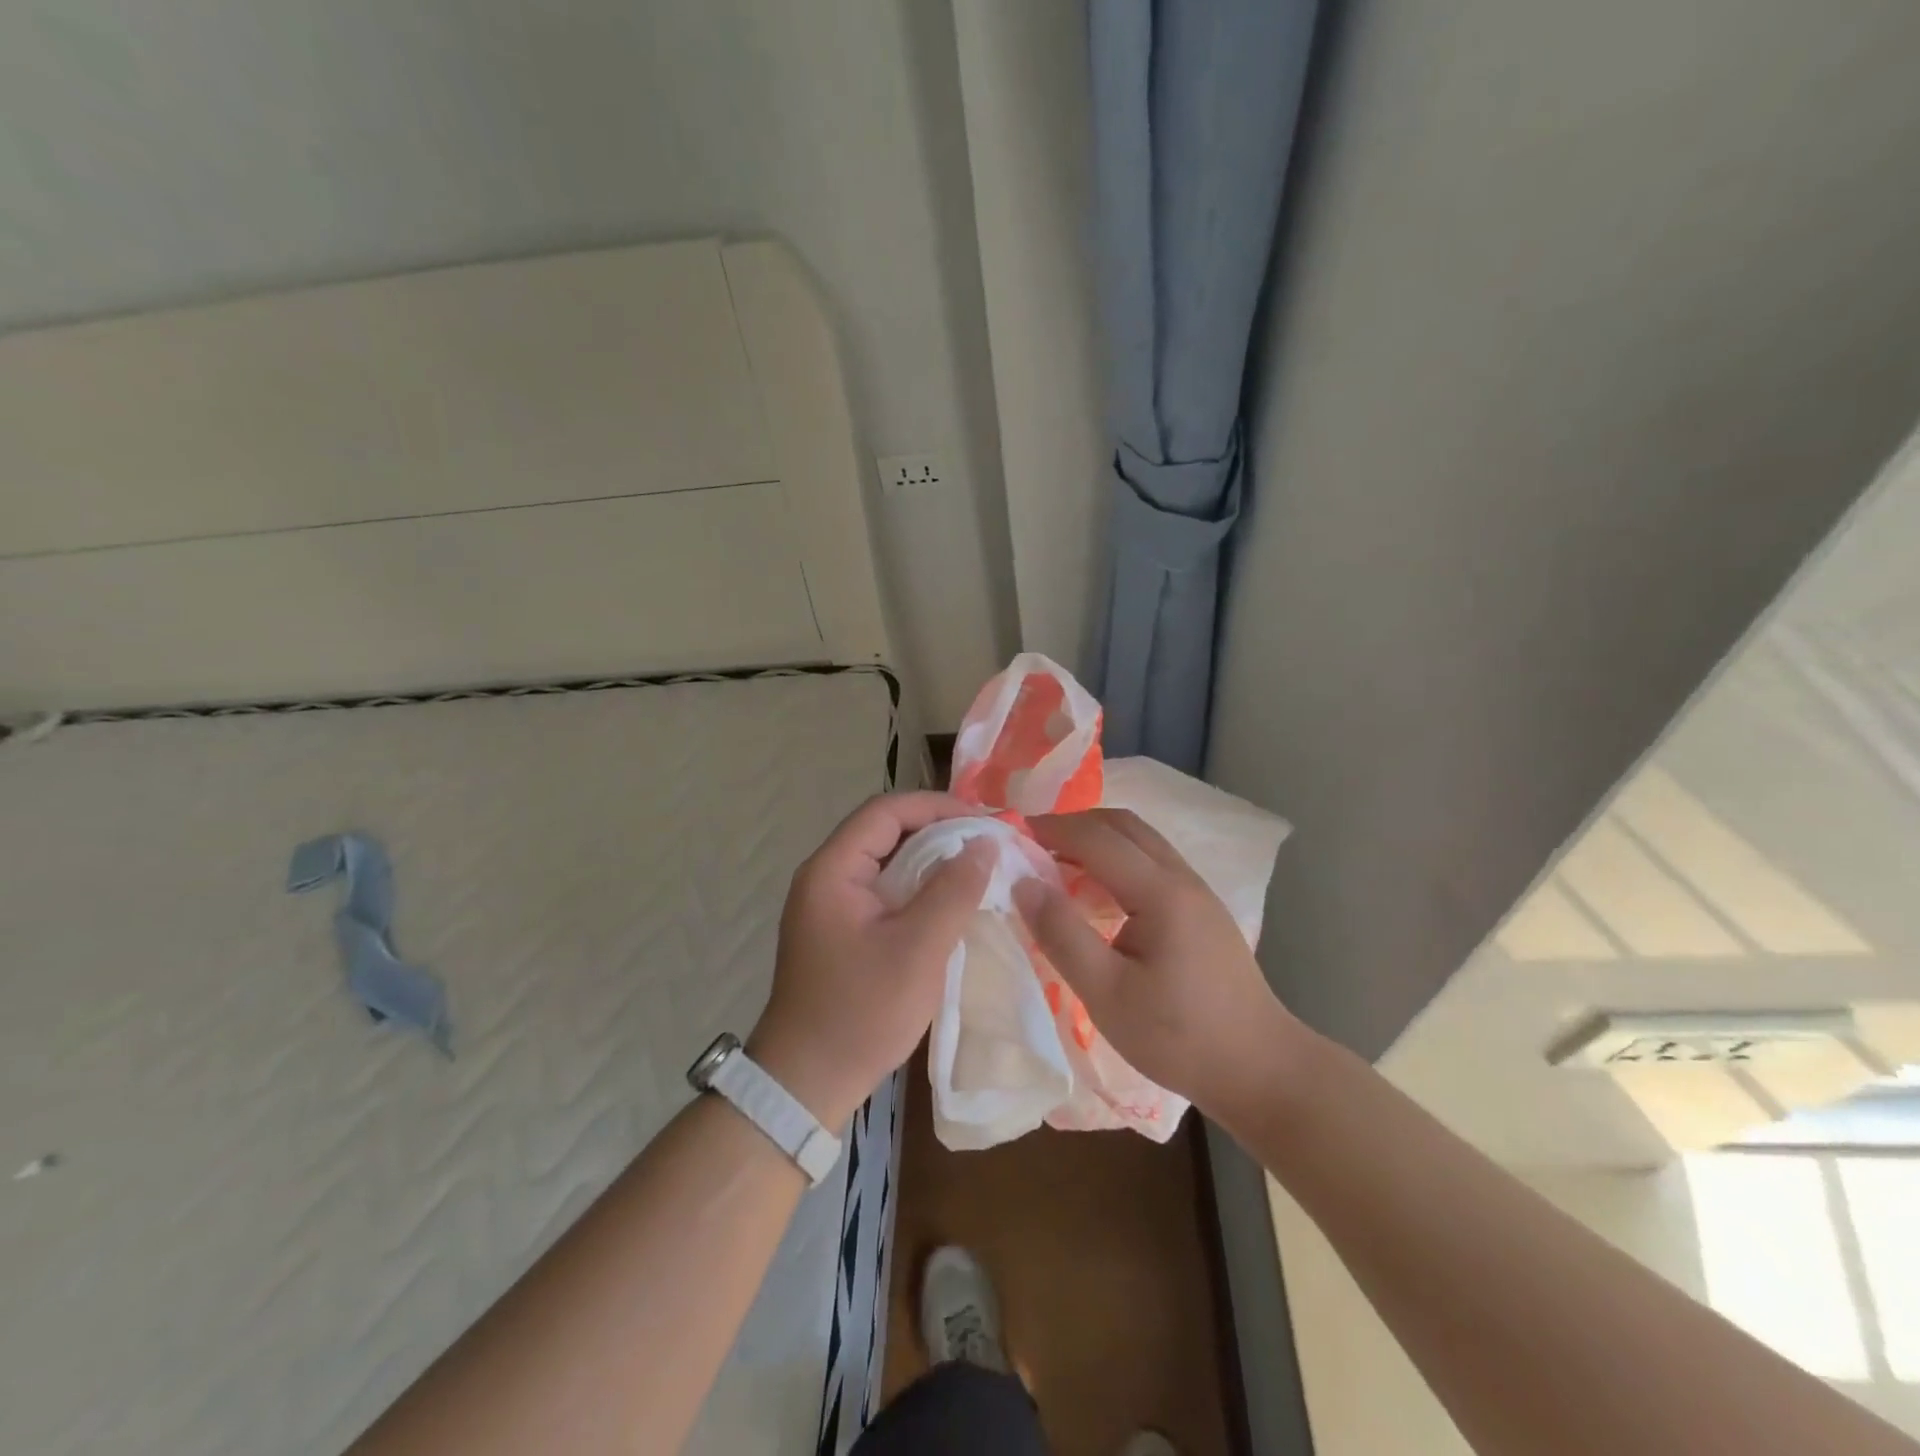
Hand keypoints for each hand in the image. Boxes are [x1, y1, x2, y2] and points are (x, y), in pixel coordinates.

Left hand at [750, 792, 991, 1126]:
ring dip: (931, 861)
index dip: (937, 807)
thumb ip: (952, 891)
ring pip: (887, 862)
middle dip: (938, 831)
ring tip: (978, 868)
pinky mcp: (841, 930)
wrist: (807, 1083)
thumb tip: (984, 844)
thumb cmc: (861, 1012)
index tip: (985, 822)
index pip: (886, 811)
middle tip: (988, 843)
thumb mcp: (917, 949)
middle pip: (885, 832)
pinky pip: (884, 891)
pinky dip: (918, 888)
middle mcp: (825, 877)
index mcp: (832, 870)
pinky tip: (950, 902)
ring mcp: (830, 905)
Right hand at [1012, 808, 1293, 1118]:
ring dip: (1097, 839)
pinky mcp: (1202, 910)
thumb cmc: (1178, 1037)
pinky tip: (1097, 893)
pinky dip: (1116, 859)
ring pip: (1141, 841)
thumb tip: (1023, 883)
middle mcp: (1182, 878)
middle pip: (1123, 825)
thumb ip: (1062, 935)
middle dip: (1074, 825)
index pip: (1097, 838)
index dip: (1052, 829)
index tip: (1012, 833)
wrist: (1260, 1069)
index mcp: (1160, 892)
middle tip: (1032, 844)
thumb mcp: (1107, 994)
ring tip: (1057, 864)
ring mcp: (1198, 891)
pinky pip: (1152, 863)